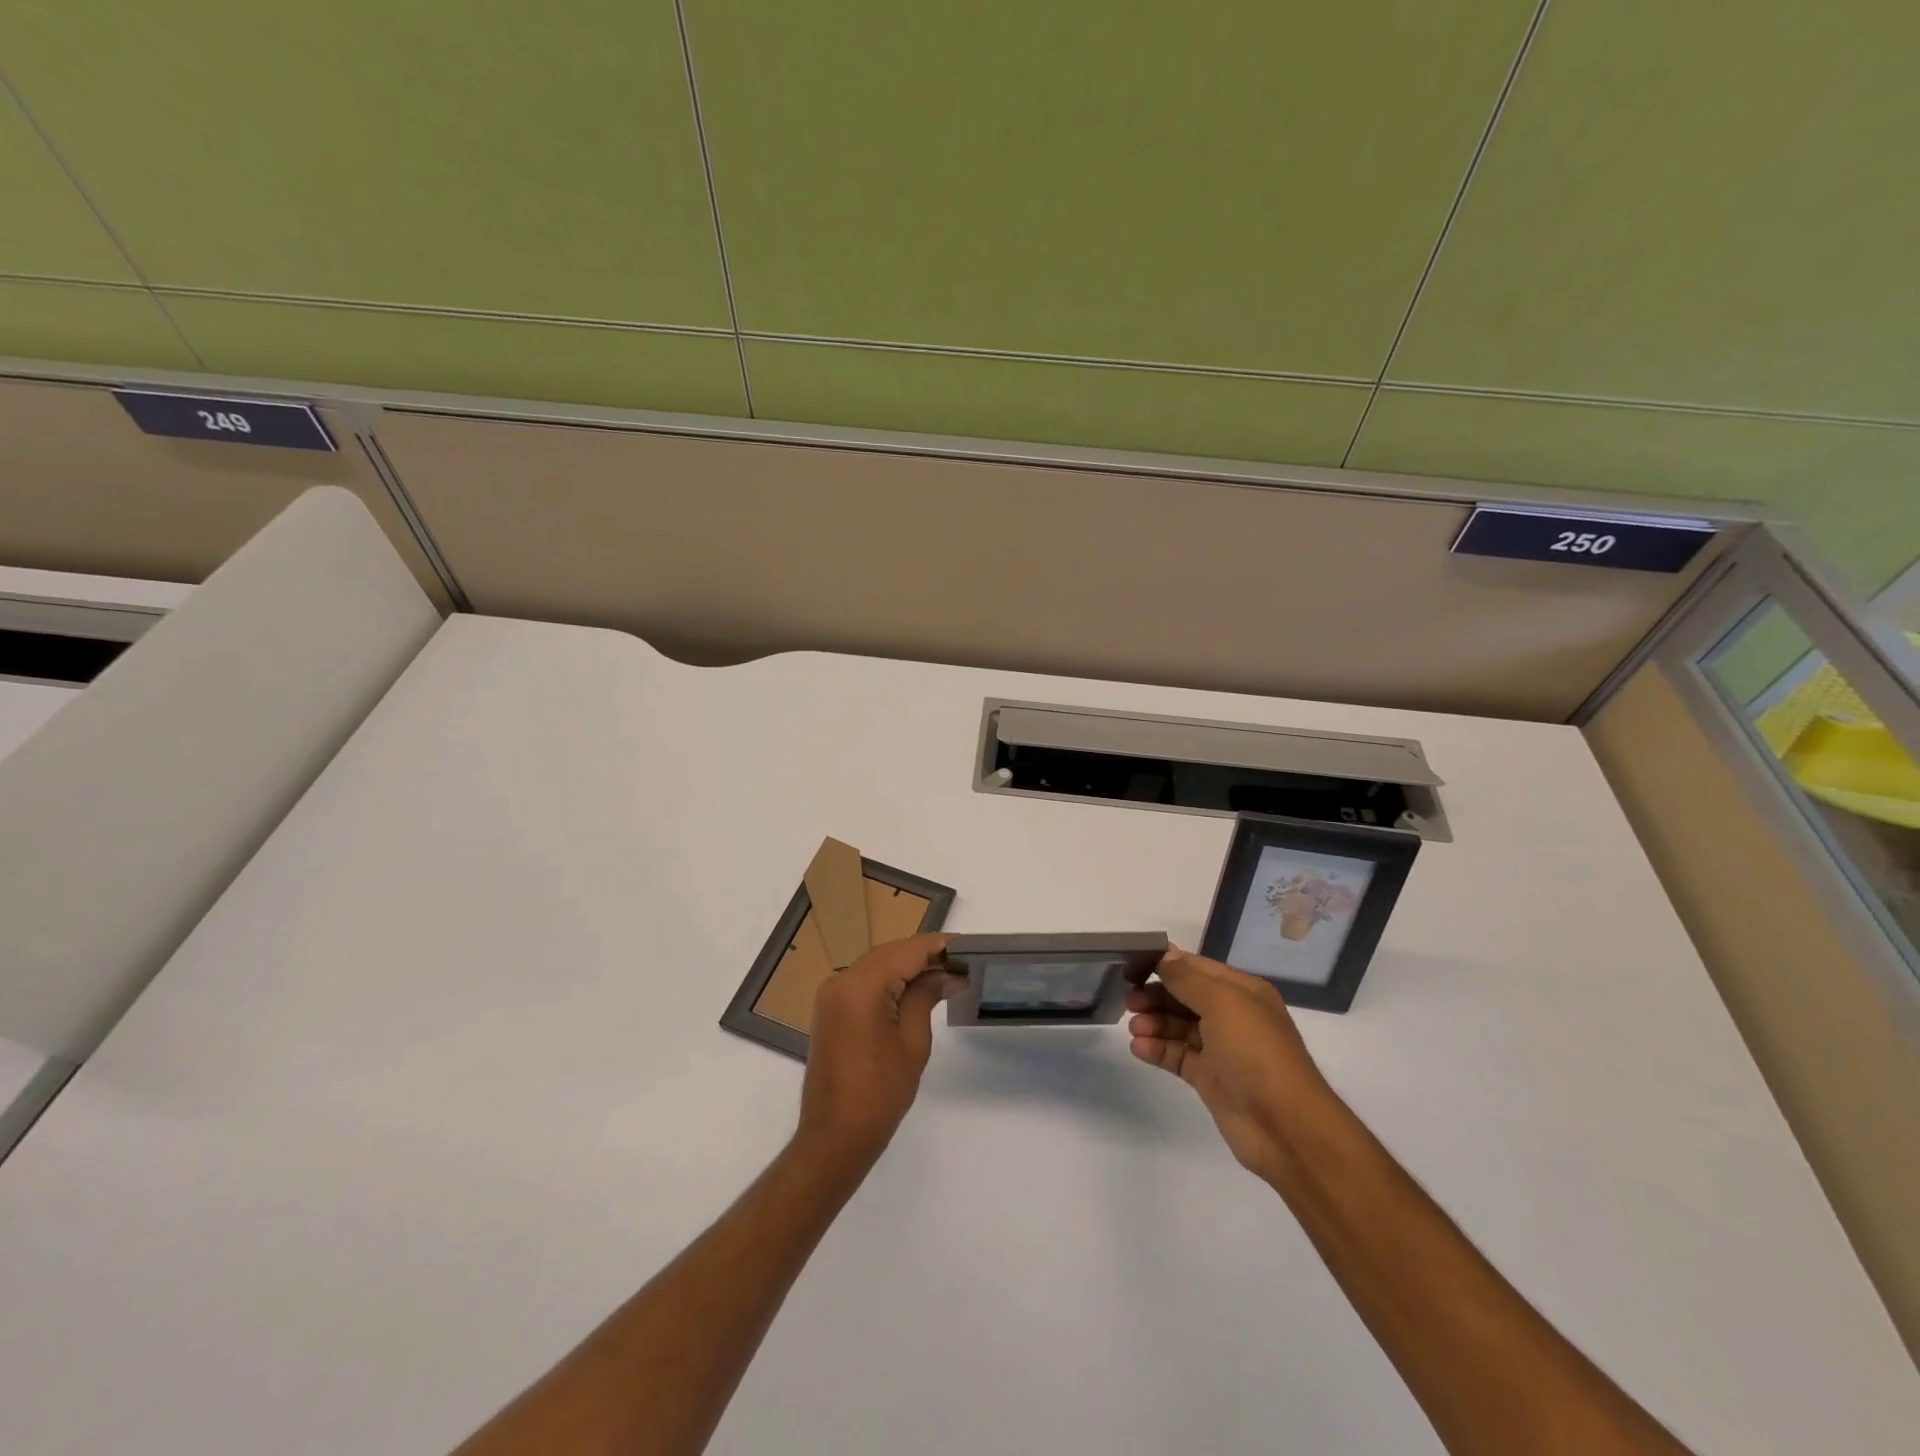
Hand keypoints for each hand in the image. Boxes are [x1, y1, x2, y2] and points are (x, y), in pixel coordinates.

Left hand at [797, 934, 958, 1168]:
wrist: (834, 1137)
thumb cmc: (879, 1093)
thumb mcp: (912, 1041)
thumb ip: (926, 996)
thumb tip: (948, 974)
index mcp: (860, 985)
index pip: (907, 951)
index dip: (939, 946)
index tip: (969, 947)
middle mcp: (841, 980)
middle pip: (890, 953)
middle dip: (925, 955)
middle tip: (962, 964)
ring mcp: (832, 995)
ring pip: (877, 965)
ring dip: (908, 966)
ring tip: (946, 975)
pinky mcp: (831, 1010)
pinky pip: (865, 982)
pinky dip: (890, 980)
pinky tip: (916, 989)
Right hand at [1127, 947, 1337, 1180]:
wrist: (1285, 1126)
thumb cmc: (1255, 1052)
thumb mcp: (1222, 1002)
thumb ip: (1187, 978)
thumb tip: (1164, 955)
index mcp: (1243, 992)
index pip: (1198, 968)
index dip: (1167, 963)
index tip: (1134, 962)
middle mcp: (1233, 1017)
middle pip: (1186, 997)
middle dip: (1157, 995)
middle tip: (1128, 1000)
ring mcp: (1221, 1049)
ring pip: (1179, 1027)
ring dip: (1154, 1023)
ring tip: (1133, 1028)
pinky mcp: (1210, 1079)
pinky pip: (1178, 1056)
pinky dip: (1158, 1049)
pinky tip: (1138, 1047)